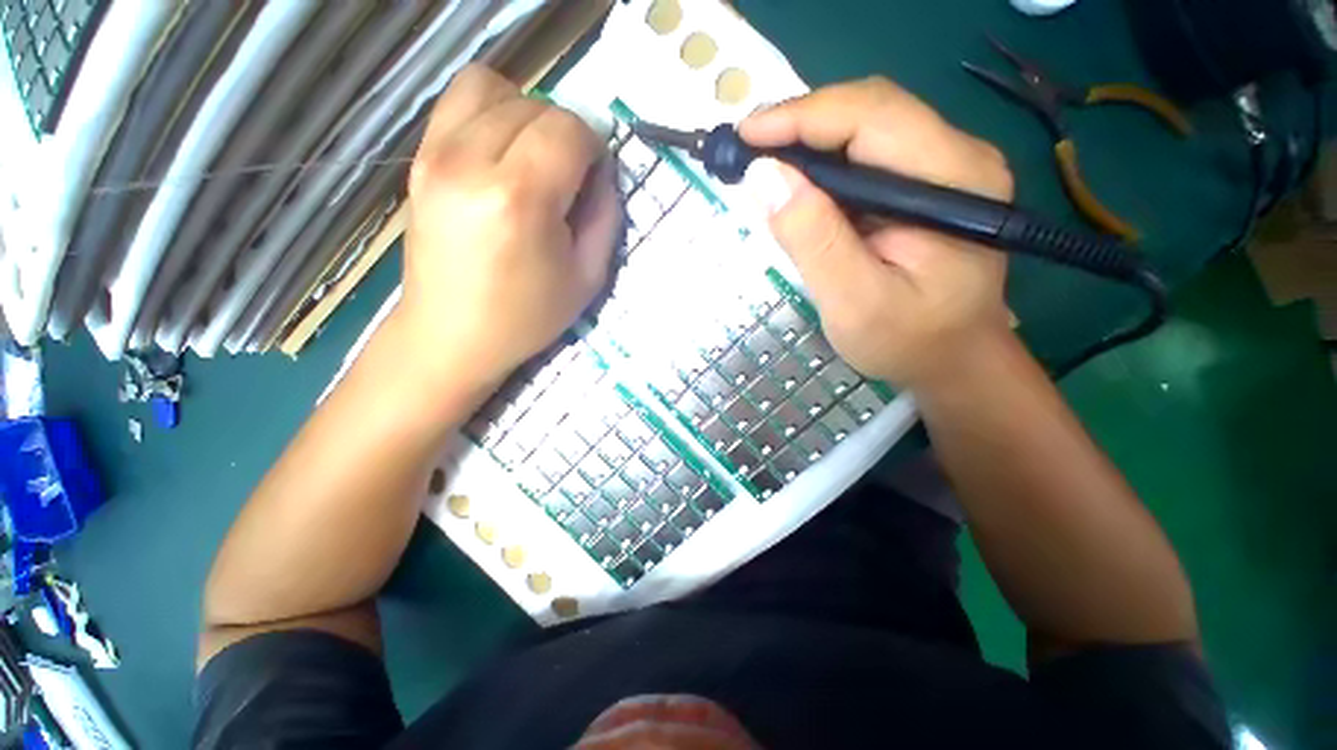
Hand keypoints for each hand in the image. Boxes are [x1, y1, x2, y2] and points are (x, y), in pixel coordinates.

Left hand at [396, 65, 619, 391]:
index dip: (593, 149)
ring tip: (534, 161)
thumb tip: (601, 171)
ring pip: (494, 88)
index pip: (568, 129)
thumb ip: (605, 215)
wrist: (451, 335)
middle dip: (565, 136)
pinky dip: (491, 111)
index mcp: (519, 198)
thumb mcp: (588, 277)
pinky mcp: (420, 157)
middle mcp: (470, 161)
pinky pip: (459, 100)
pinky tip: (502, 152)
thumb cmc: (526, 316)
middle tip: (567, 181)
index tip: (593, 181)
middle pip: (535, 106)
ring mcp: (435, 154)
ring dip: (528, 116)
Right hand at [740, 77, 1014, 390]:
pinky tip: (796, 186)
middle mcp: (957, 157)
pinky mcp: (923, 184)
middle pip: (868, 111)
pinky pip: (864, 155)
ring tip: (762, 169)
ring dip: (806, 142)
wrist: (952, 359)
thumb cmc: (908, 341)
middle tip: (745, 153)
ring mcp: (943, 168)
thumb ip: (814, 240)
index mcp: (952, 181)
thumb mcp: (854, 302)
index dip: (800, 117)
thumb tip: (763, 176)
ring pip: (863, 129)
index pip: (871, 116)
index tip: (744, 137)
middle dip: (799, 125)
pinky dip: (821, 164)